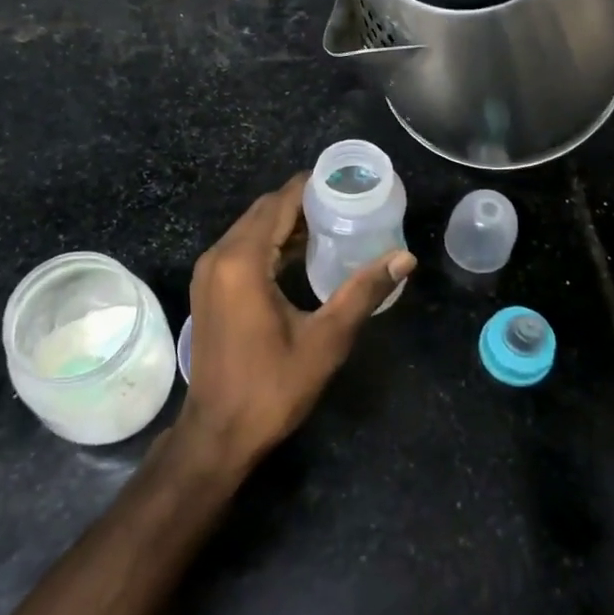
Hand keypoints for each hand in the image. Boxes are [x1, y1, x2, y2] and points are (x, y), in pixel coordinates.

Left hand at [175, 174, 415, 473]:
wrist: (218, 433)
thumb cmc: (272, 387)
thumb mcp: (326, 339)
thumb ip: (363, 292)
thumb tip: (405, 258)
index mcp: (242, 261)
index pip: (279, 203)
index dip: (311, 186)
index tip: (345, 181)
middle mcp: (219, 256)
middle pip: (262, 210)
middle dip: (301, 202)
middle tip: (345, 202)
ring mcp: (208, 272)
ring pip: (250, 228)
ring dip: (284, 222)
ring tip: (330, 223)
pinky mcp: (208, 288)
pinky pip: (241, 248)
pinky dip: (268, 241)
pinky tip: (299, 254)